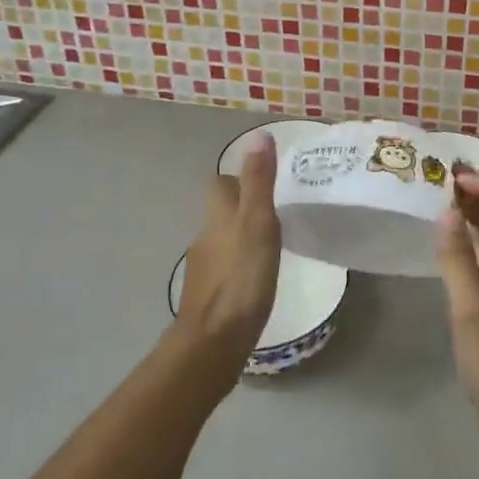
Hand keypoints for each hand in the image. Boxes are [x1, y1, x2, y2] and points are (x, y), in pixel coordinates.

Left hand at [174, 135, 280, 385]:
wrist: (212, 343)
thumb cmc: (241, 279)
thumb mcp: (259, 224)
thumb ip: (259, 182)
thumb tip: (259, 136)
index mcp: (218, 217)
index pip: (221, 184)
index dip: (239, 178)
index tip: (263, 181)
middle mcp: (205, 238)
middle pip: (220, 213)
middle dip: (241, 209)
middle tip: (274, 214)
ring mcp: (203, 270)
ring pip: (222, 242)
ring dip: (240, 239)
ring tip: (270, 246)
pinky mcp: (207, 298)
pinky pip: (223, 271)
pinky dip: (238, 268)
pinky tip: (256, 280)